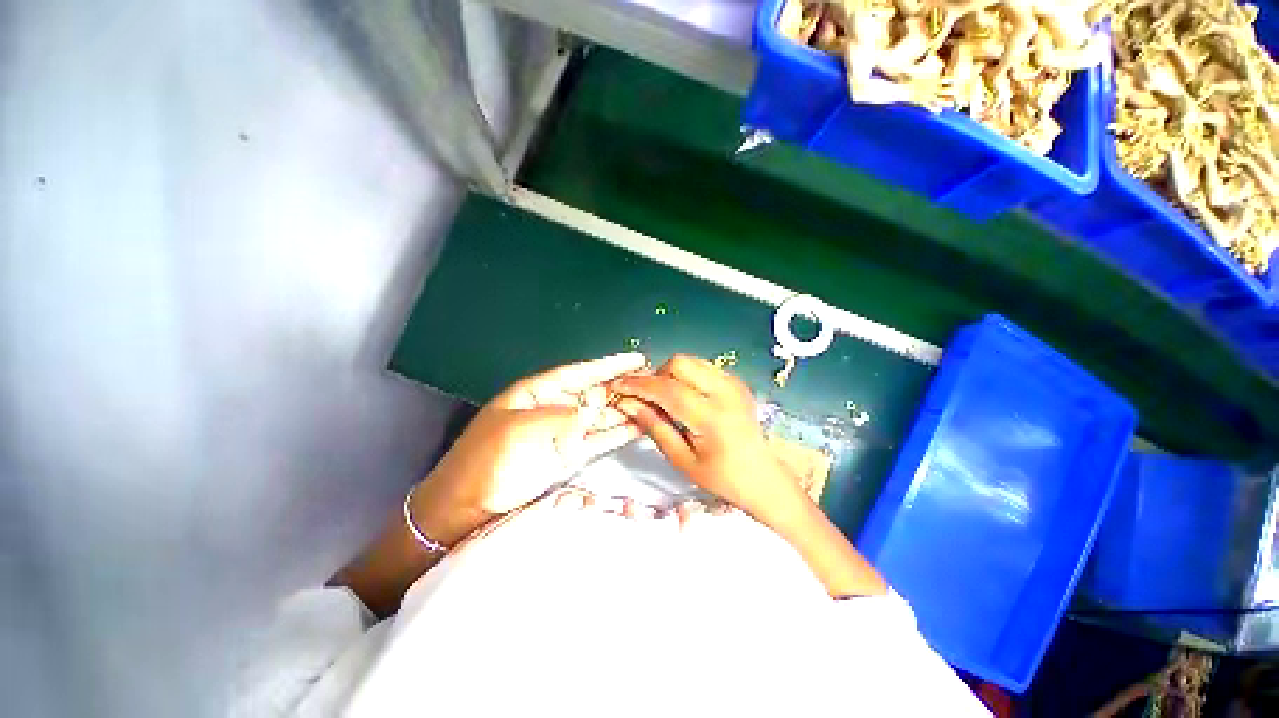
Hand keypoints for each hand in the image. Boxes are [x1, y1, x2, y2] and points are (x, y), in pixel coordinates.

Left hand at [412, 353, 647, 544]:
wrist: (466, 507)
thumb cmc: (485, 461)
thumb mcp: (517, 430)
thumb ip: (559, 415)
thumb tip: (593, 406)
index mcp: (537, 392)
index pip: (579, 372)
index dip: (608, 365)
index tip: (636, 359)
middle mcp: (555, 407)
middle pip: (595, 391)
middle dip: (623, 385)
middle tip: (654, 380)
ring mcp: (565, 432)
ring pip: (602, 415)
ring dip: (626, 408)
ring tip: (655, 401)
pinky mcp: (572, 454)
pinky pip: (601, 438)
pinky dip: (620, 432)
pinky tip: (641, 425)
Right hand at [610, 355, 804, 521]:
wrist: (762, 476)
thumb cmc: (721, 476)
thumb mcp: (681, 459)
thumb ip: (653, 426)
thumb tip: (626, 402)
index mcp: (712, 417)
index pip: (667, 389)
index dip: (638, 385)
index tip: (618, 386)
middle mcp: (725, 391)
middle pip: (679, 363)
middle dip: (656, 376)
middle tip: (648, 399)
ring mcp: (733, 383)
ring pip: (689, 361)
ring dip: (670, 374)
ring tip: (666, 398)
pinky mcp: (736, 380)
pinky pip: (701, 366)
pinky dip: (685, 376)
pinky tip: (685, 397)